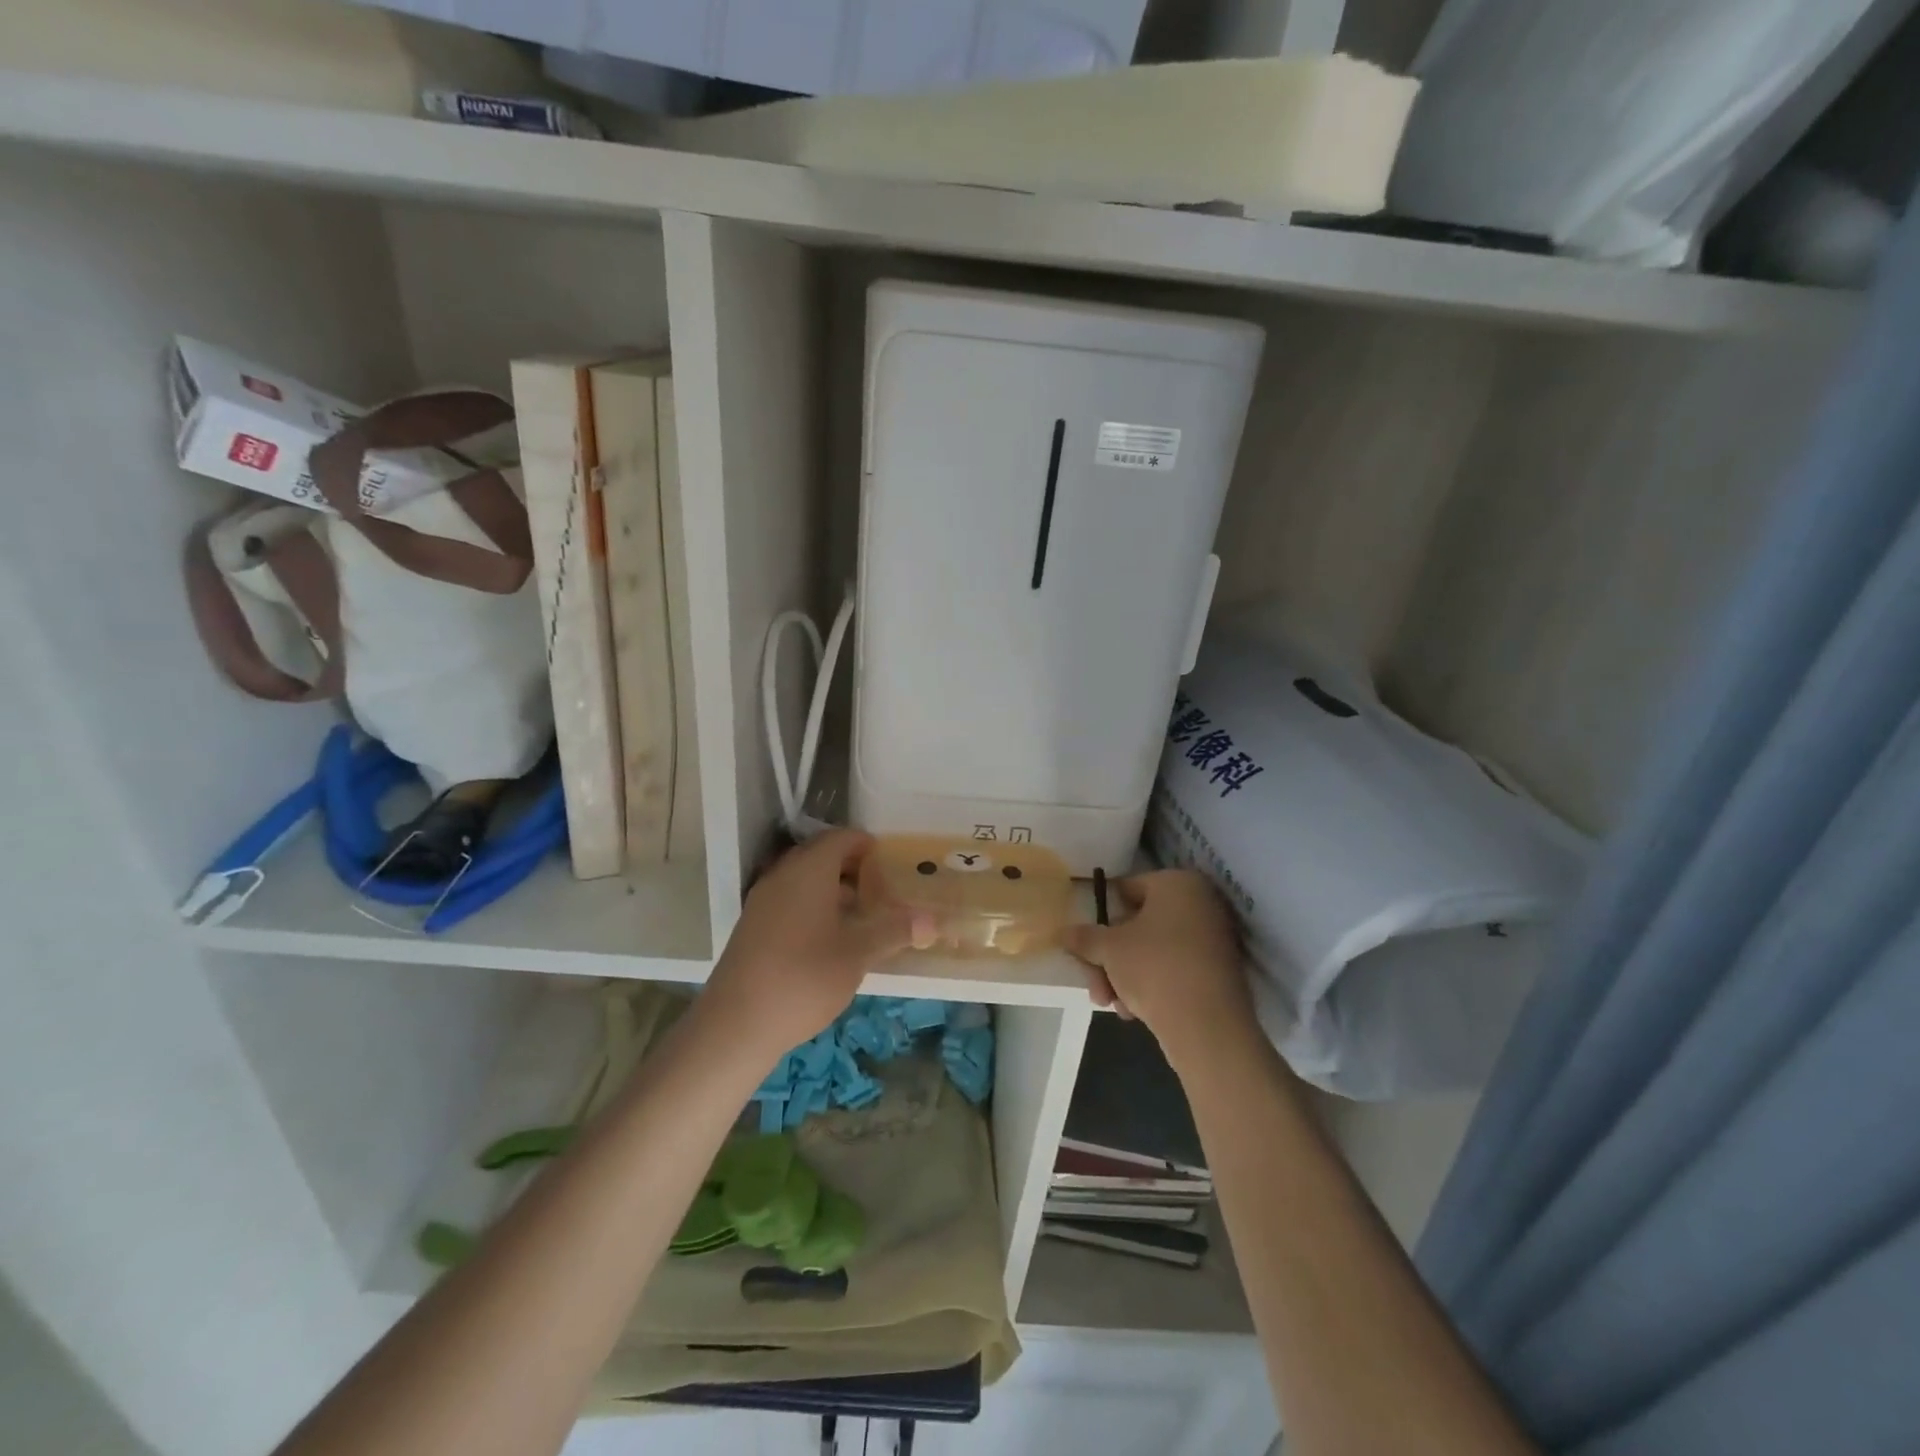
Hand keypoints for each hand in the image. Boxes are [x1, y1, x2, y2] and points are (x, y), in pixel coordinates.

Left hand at [703, 830, 917, 1058]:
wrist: (736, 1024)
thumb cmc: (804, 978)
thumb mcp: (858, 954)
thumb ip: (894, 931)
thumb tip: (932, 920)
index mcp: (809, 871)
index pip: (841, 839)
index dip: (866, 845)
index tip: (889, 862)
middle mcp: (783, 875)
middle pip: (820, 856)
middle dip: (852, 868)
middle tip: (879, 890)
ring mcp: (763, 901)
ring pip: (803, 879)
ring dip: (832, 889)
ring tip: (859, 917)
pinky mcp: (752, 926)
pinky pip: (789, 900)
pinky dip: (812, 906)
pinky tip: (828, 939)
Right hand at [1065, 870, 1251, 1067]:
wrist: (1208, 1027)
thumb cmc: (1154, 968)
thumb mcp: (1109, 949)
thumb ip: (1084, 937)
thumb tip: (1063, 932)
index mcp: (1178, 883)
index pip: (1126, 889)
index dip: (1101, 917)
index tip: (1086, 943)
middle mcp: (1200, 904)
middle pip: (1138, 925)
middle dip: (1110, 957)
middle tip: (1094, 984)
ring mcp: (1212, 939)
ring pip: (1152, 951)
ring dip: (1124, 976)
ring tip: (1110, 1003)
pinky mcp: (1218, 972)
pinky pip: (1173, 970)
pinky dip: (1151, 986)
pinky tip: (1132, 1011)